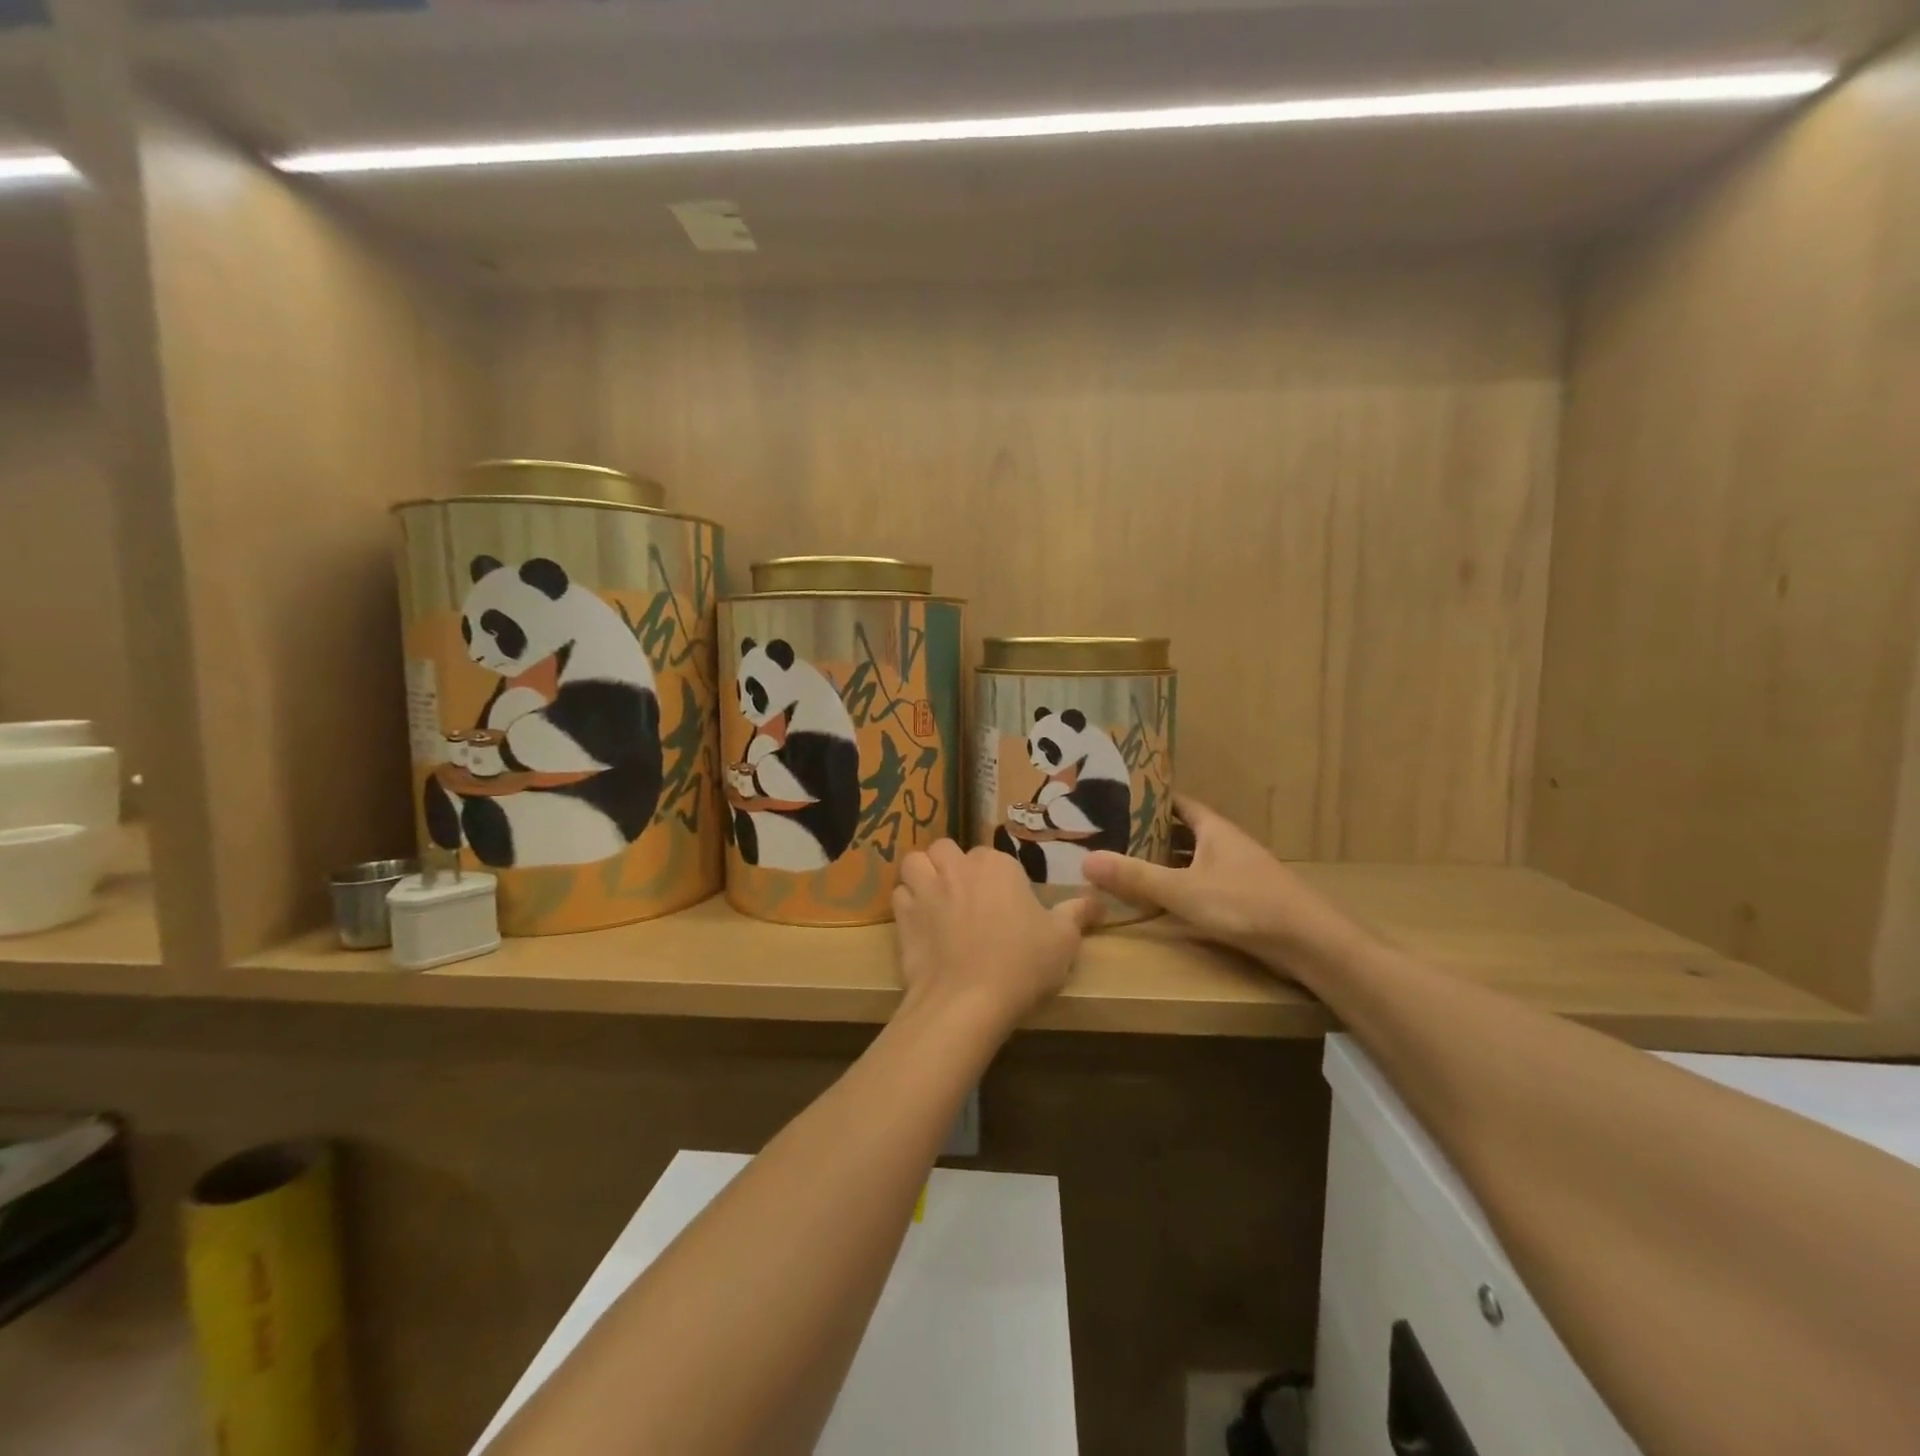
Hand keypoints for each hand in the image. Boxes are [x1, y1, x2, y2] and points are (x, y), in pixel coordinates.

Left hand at [893, 840, 1098, 1032]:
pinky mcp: (903, 915)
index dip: (996, 877)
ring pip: (915, 863)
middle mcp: (957, 867)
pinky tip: (920, 922)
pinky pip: (899, 895)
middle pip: (946, 849)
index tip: (1005, 902)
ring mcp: (925, 889)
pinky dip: (907, 903)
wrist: (967, 1002)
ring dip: (923, 874)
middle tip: (966, 895)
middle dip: (952, 865)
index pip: (992, 856)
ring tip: (935, 897)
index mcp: (996, 865)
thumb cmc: (1021, 964)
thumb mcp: (1063, 940)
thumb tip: (1098, 901)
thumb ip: (1078, 913)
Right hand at [1083, 796, 1362, 970]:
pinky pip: (1202, 880)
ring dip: (1165, 859)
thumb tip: (1085, 859)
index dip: (1148, 798)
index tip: (1115, 798)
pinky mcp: (1244, 897)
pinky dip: (1180, 883)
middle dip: (1149, 831)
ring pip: (1192, 857)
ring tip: (1127, 862)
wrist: (1310, 943)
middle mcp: (1226, 843)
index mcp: (1214, 829)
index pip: (1176, 802)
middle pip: (1182, 830)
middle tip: (1110, 833)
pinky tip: (1162, 897)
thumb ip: (1136, 877)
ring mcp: (1237, 870)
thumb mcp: (1184, 891)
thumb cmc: (1246, 905)